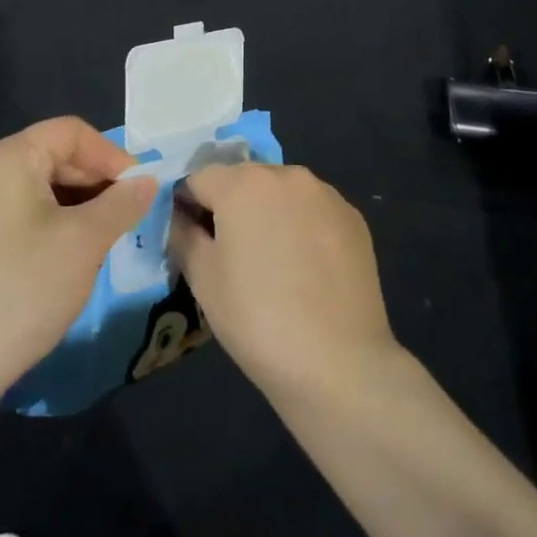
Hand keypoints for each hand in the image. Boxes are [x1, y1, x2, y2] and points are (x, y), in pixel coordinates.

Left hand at [0, 118, 154, 428]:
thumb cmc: (23, 290)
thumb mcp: (85, 243)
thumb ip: (121, 203)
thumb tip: (147, 181)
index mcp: (7, 157)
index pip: (71, 132)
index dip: (111, 156)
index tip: (139, 192)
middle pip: (50, 155)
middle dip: (93, 182)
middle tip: (123, 218)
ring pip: (33, 186)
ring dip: (71, 205)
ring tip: (96, 240)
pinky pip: (11, 211)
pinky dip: (43, 222)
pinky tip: (57, 259)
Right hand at [171, 163, 398, 403]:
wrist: (338, 362)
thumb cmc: (256, 317)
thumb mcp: (202, 278)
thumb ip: (183, 234)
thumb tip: (183, 218)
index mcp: (242, 182)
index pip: (199, 179)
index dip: (188, 206)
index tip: (190, 239)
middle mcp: (286, 174)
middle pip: (243, 180)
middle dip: (231, 206)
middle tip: (231, 254)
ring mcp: (325, 194)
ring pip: (281, 193)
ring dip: (269, 213)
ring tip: (273, 262)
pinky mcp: (353, 218)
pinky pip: (313, 211)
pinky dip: (302, 227)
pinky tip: (306, 268)